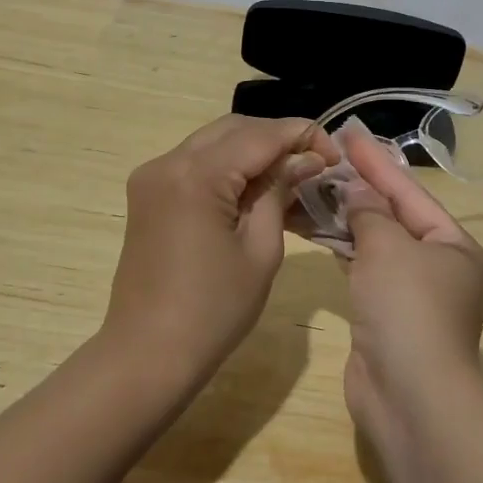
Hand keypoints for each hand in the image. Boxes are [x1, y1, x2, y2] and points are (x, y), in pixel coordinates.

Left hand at [103, 115, 338, 374]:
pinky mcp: (148, 194)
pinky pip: (195, 164)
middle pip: (233, 129)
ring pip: (213, 142)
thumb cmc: (214, 310)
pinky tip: (256, 188)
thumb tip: (305, 159)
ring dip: (253, 150)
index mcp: (195, 175)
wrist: (148, 353)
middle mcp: (167, 162)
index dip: (302, 135)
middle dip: (277, 138)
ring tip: (292, 174)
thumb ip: (279, 191)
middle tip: (315, 162)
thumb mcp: (261, 249)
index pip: (259, 135)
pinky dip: (227, 167)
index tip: (335, 152)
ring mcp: (152, 177)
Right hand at [327, 121, 482, 429]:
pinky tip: (321, 232)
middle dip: (362, 189)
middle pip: (396, 218)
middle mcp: (441, 268)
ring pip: (378, 246)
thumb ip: (370, 213)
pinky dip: (345, 251)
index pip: (411, 193)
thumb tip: (356, 190)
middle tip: (328, 158)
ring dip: (349, 220)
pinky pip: (365, 271)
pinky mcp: (387, 318)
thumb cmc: (408, 308)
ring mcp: (413, 296)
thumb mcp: (389, 248)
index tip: (349, 134)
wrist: (409, 395)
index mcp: (455, 247)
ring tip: (316, 188)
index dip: (377, 163)